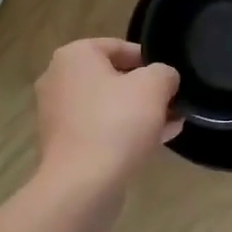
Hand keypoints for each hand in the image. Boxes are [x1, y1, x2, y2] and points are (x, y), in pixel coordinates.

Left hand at [35, 39, 181, 189]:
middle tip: (173, 102)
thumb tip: (164, 78)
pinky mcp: (63, 144)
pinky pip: (100, 129)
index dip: (149, 60)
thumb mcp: (153, 87)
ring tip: (172, 124)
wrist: (82, 185)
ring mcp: (58, 114)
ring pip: (108, 106)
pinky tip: (156, 142)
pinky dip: (124, 132)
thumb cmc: (116, 122)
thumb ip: (164, 73)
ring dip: (139, 113)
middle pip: (113, 77)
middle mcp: (59, 79)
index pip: (119, 47)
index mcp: (74, 56)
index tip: (170, 78)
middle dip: (145, 90)